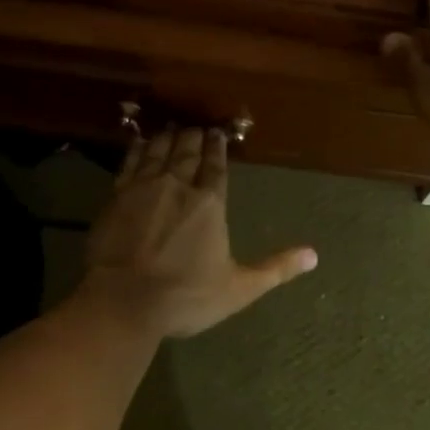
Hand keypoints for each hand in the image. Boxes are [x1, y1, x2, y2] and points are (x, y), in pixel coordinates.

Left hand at [77, 126, 317, 341]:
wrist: (122, 303)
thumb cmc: (186, 296)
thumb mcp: (239, 288)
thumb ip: (276, 268)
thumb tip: (314, 255)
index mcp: (209, 203)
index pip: (216, 166)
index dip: (218, 147)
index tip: (218, 132)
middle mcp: (178, 186)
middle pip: (187, 151)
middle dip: (194, 136)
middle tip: (197, 127)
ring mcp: (144, 188)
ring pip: (159, 150)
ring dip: (168, 137)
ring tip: (173, 127)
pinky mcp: (115, 196)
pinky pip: (129, 162)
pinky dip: (138, 148)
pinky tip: (141, 143)